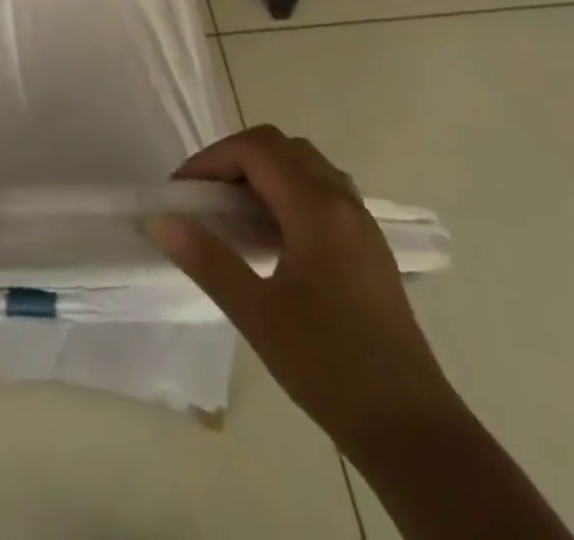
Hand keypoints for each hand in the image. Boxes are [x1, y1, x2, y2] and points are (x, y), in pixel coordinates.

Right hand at [149, 126, 457, 453]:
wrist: (412, 428)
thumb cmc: (329, 367)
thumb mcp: (258, 315)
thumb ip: (207, 260)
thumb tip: (161, 221)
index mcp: (316, 209)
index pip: (255, 150)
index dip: (211, 159)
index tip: (181, 190)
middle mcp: (342, 200)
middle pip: (280, 146)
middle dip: (234, 158)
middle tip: (204, 195)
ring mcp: (360, 220)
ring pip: (304, 162)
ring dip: (263, 170)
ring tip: (233, 210)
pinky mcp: (368, 243)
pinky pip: (322, 187)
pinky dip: (287, 188)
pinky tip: (272, 234)